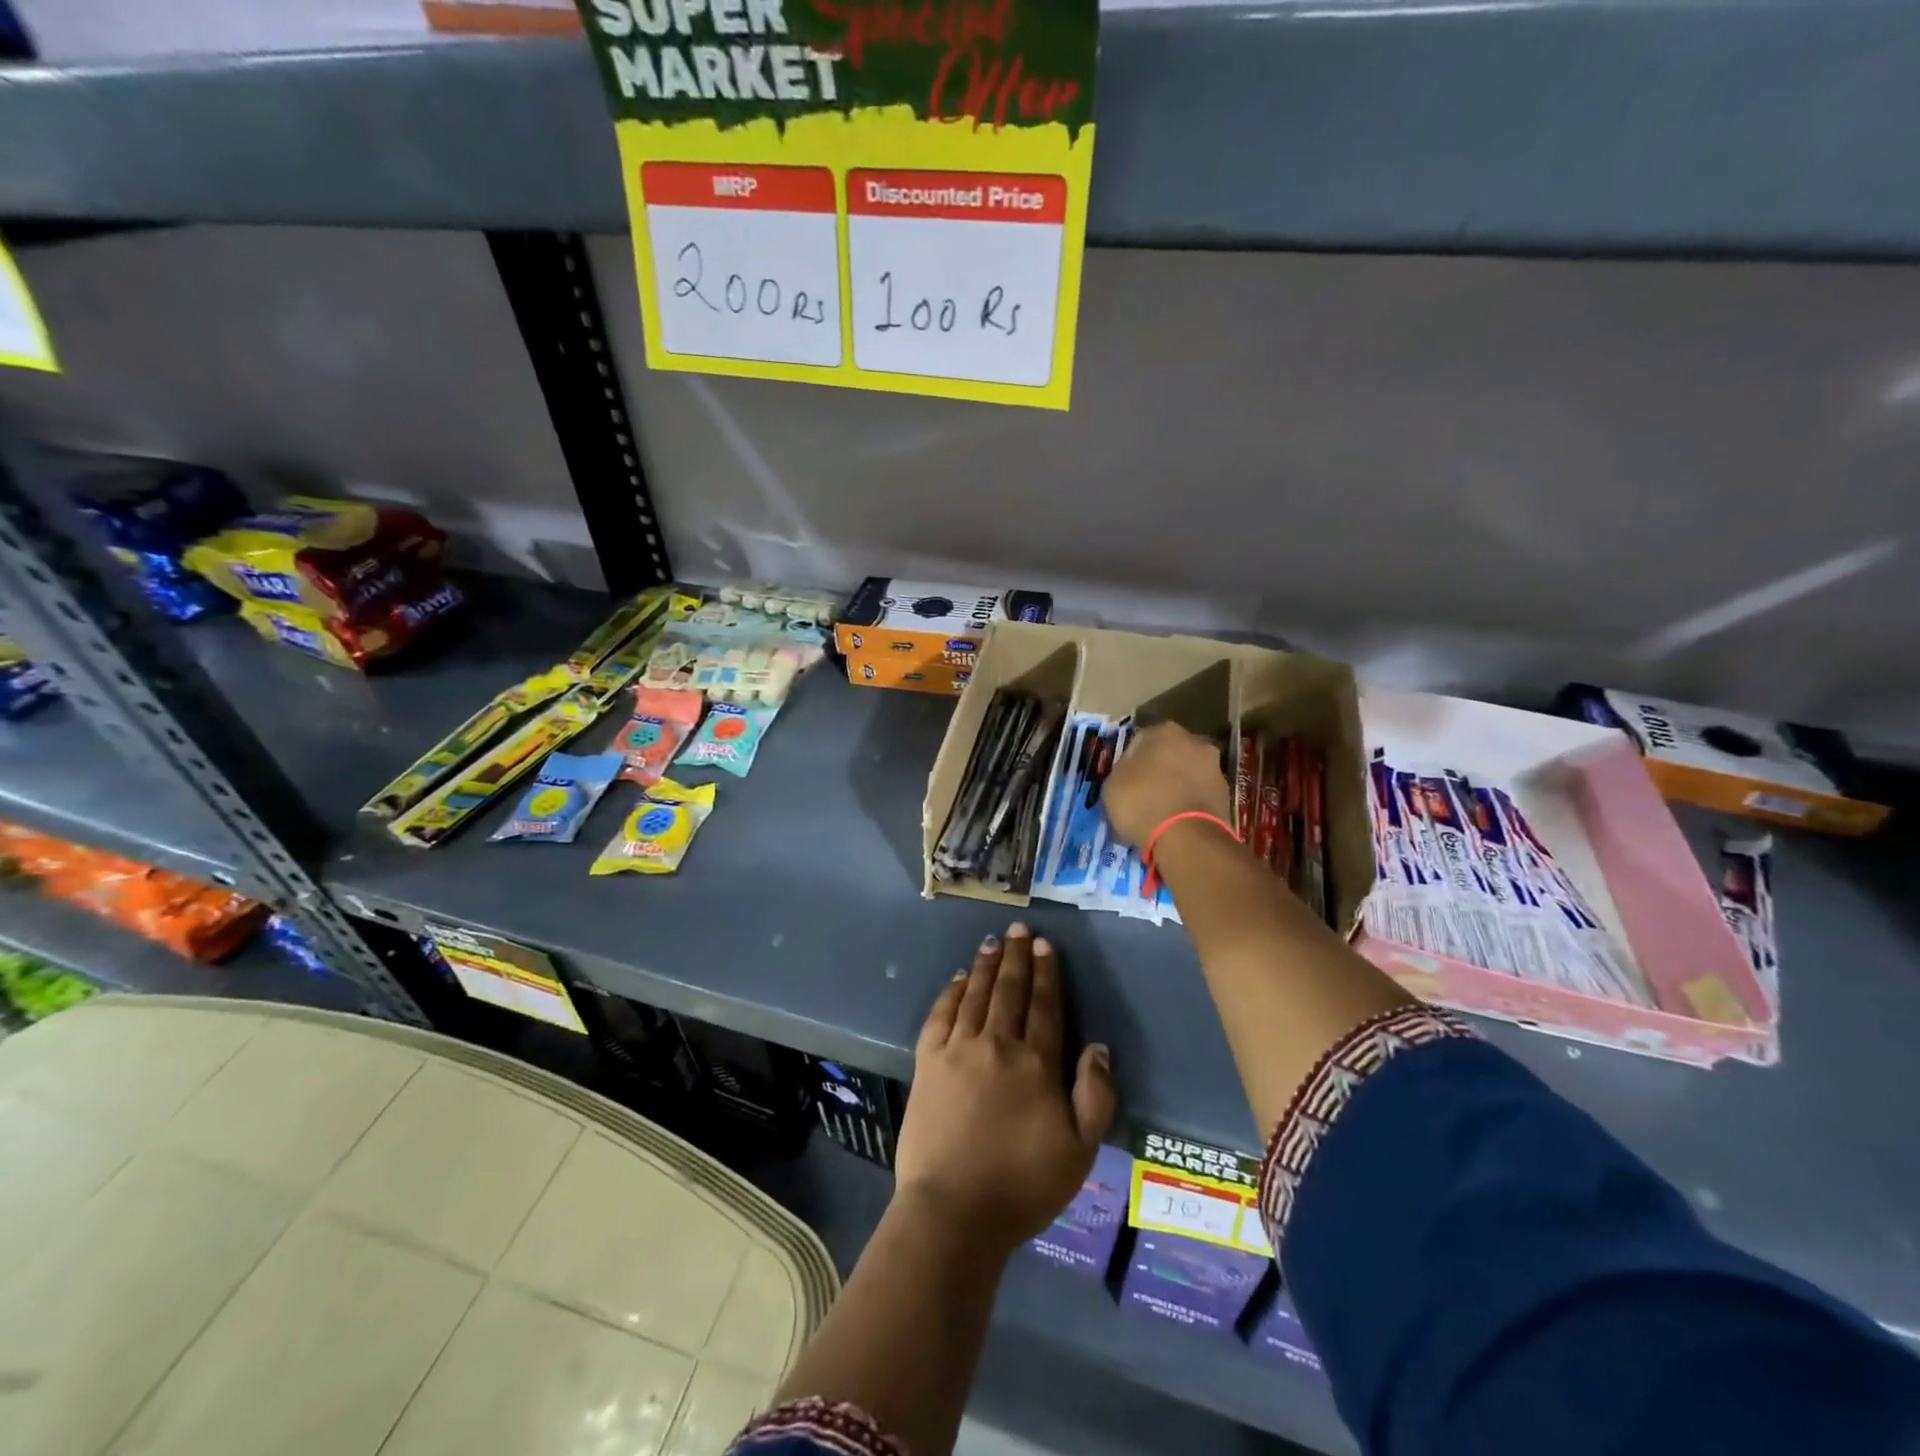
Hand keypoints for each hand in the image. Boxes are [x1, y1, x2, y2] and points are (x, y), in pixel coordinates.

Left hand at [896, 924, 1115, 1256]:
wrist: (954, 1211)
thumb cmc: (1023, 1186)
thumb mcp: (1080, 1151)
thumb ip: (1095, 1096)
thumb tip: (1098, 1047)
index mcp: (1036, 1064)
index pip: (1045, 1006)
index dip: (1047, 973)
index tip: (1045, 945)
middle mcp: (998, 1045)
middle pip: (1010, 991)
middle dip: (1016, 957)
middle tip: (1019, 929)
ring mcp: (958, 1050)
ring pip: (975, 995)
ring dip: (985, 966)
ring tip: (991, 942)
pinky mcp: (927, 1062)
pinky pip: (940, 1015)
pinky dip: (951, 993)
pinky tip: (958, 979)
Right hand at [1101, 722, 1232, 846]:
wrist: (1188, 838)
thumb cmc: (1142, 803)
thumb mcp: (1112, 785)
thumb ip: (1121, 771)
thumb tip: (1129, 772)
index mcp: (1164, 731)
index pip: (1140, 739)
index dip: (1130, 760)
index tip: (1124, 779)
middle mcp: (1194, 741)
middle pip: (1169, 753)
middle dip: (1158, 769)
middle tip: (1143, 793)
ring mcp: (1215, 767)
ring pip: (1187, 773)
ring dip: (1176, 786)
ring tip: (1160, 812)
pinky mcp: (1227, 794)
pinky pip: (1199, 794)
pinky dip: (1189, 803)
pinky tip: (1176, 822)